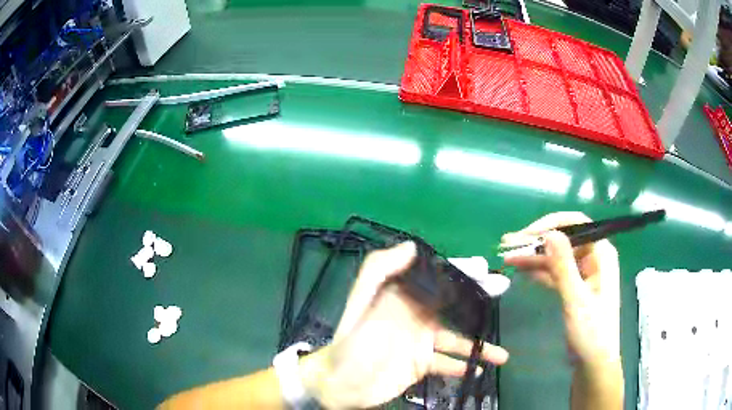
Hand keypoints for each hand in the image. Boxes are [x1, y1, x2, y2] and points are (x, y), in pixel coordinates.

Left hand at [300, 241, 508, 408]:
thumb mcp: (363, 304)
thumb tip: (412, 246)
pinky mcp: (419, 365)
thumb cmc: (352, 343)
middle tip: (503, 289)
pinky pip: (446, 363)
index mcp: (401, 299)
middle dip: (478, 297)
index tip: (484, 267)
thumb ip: (381, 272)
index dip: (459, 271)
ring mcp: (419, 343)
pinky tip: (475, 370)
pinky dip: (461, 366)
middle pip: (452, 304)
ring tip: (502, 354)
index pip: (435, 279)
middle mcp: (414, 317)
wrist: (341, 384)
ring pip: (456, 339)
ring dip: (478, 345)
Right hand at [501, 212, 619, 365]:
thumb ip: (563, 266)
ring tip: (507, 258)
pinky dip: (539, 271)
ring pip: (556, 257)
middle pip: (563, 240)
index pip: (576, 225)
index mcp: (601, 254)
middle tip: (507, 244)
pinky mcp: (574, 287)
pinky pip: (555, 273)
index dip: (550, 225)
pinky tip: (522, 271)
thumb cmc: (591, 332)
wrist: (593, 362)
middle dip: (536, 242)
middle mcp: (593, 258)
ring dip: (534, 257)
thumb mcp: (576, 299)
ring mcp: (583, 273)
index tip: (526, 234)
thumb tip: (550, 233)